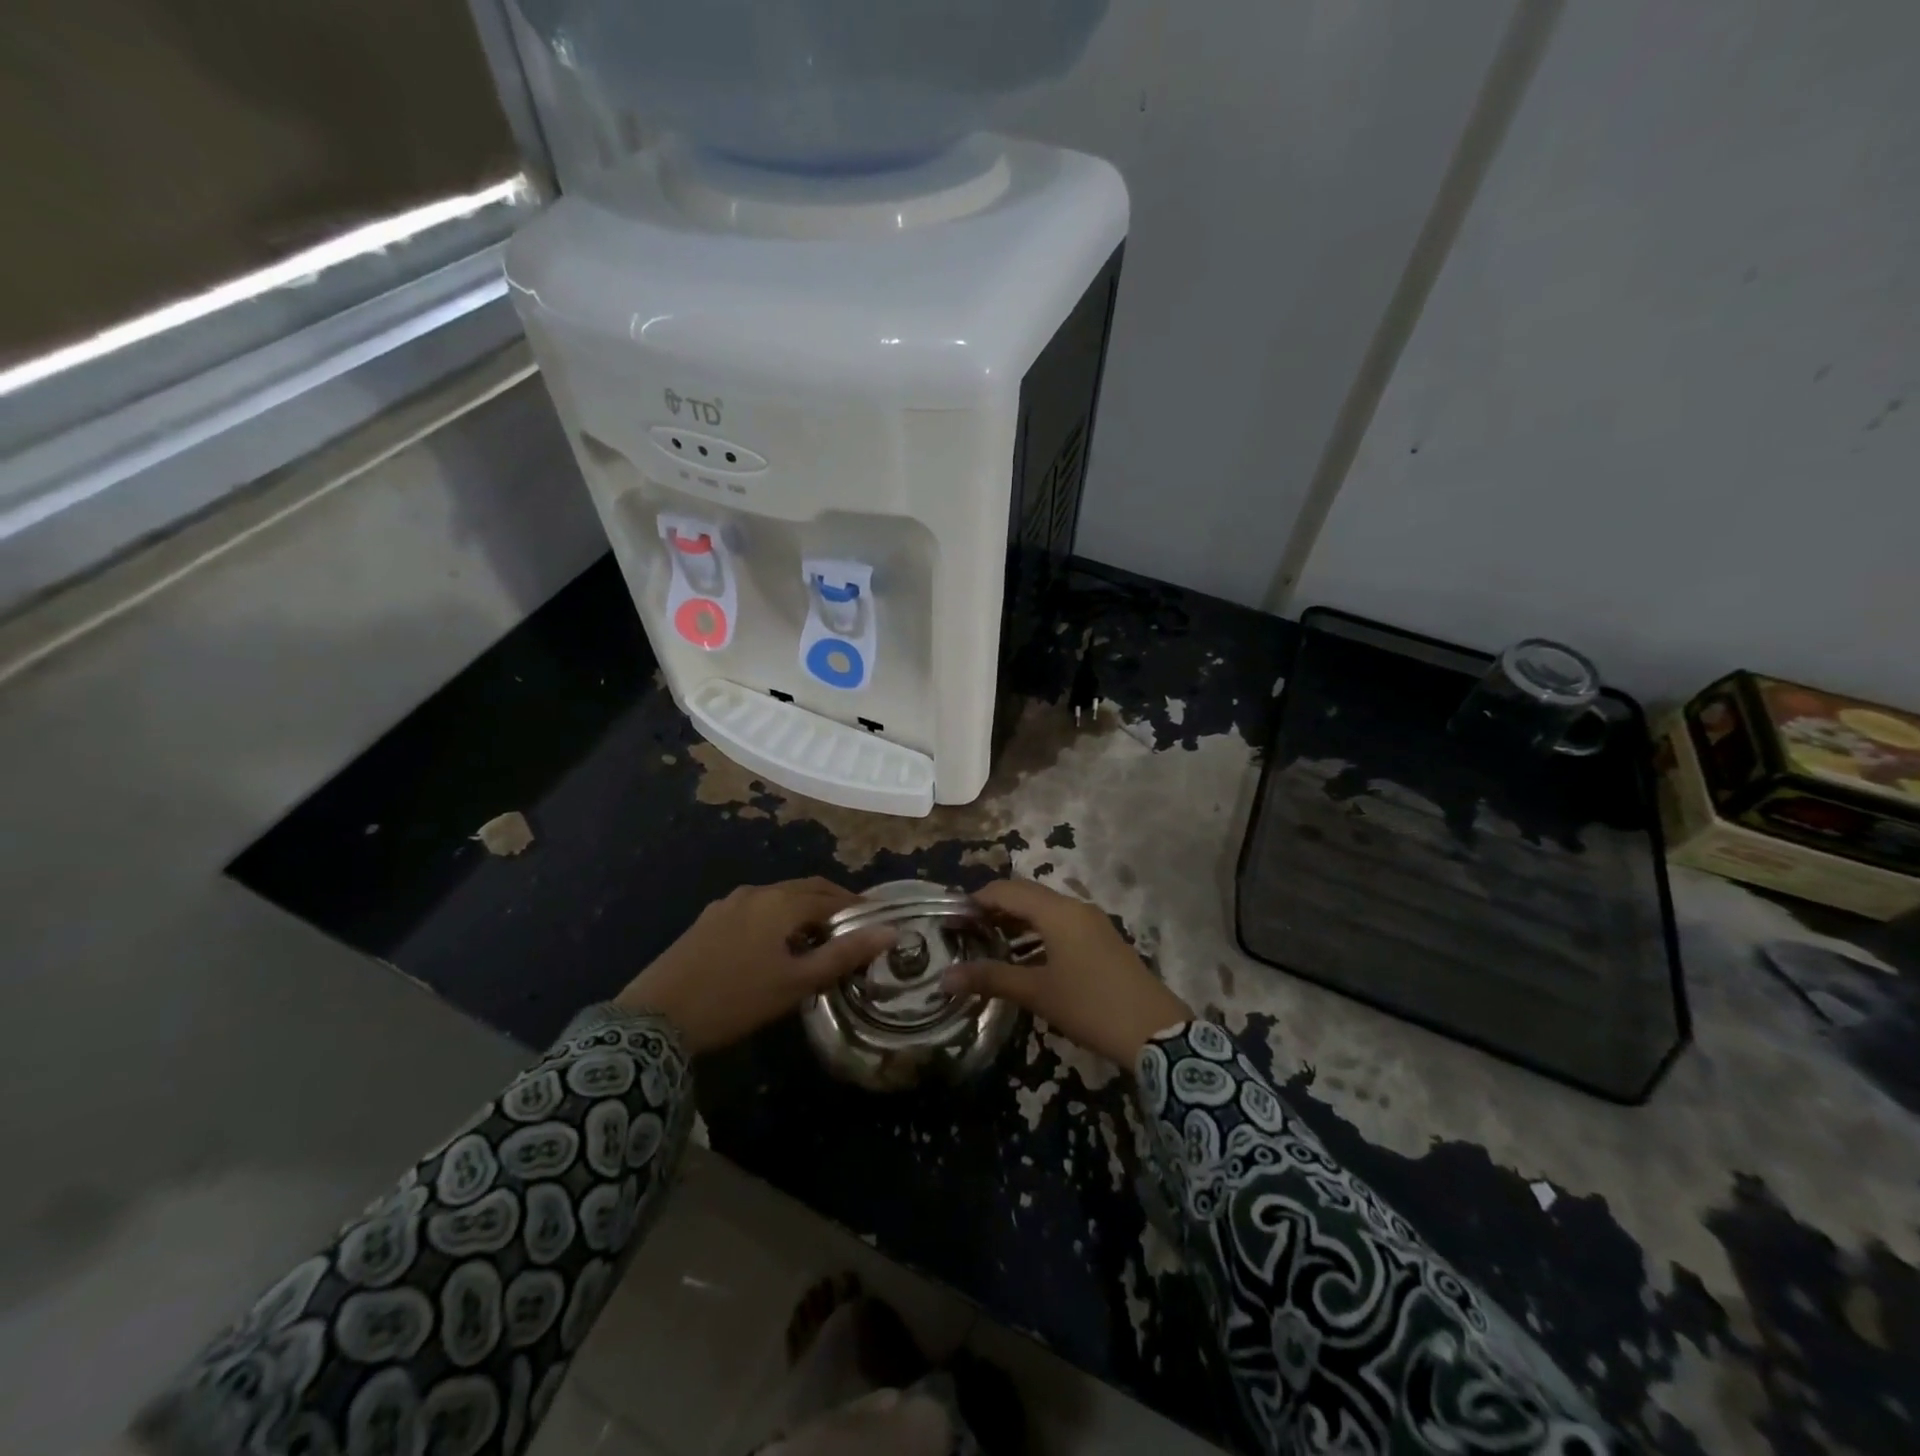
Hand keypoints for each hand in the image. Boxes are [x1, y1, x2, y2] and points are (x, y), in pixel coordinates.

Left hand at [616, 879, 892, 1054]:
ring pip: (779, 899)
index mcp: (781, 902)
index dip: (858, 909)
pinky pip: (755, 909)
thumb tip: (890, 932)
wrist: (655, 1018)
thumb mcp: (797, 982)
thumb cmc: (737, 999)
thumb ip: (844, 954)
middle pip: (805, 890)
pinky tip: (774, 946)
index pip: (832, 896)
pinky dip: (777, 919)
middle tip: (852, 931)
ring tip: (817, 941)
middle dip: (832, 905)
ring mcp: (728, 904)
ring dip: (803, 912)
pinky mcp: (708, 920)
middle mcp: (756, 892)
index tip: (876, 926)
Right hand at [942, 877, 1191, 1067]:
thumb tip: (945, 977)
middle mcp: (1075, 907)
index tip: (953, 917)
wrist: (1155, 1031)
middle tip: (968, 929)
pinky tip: (1027, 955)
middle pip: (1027, 894)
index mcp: (1057, 912)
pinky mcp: (1103, 938)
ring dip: (1018, 919)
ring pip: (1046, 908)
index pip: (1008, 890)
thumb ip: (991, 979)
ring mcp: (1093, 922)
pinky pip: (1062, 922)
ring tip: (991, 941)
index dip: (978, 899)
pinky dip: (1038, 930)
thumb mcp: (1037, 993)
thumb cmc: (1090, 1006)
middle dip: (996, 906)